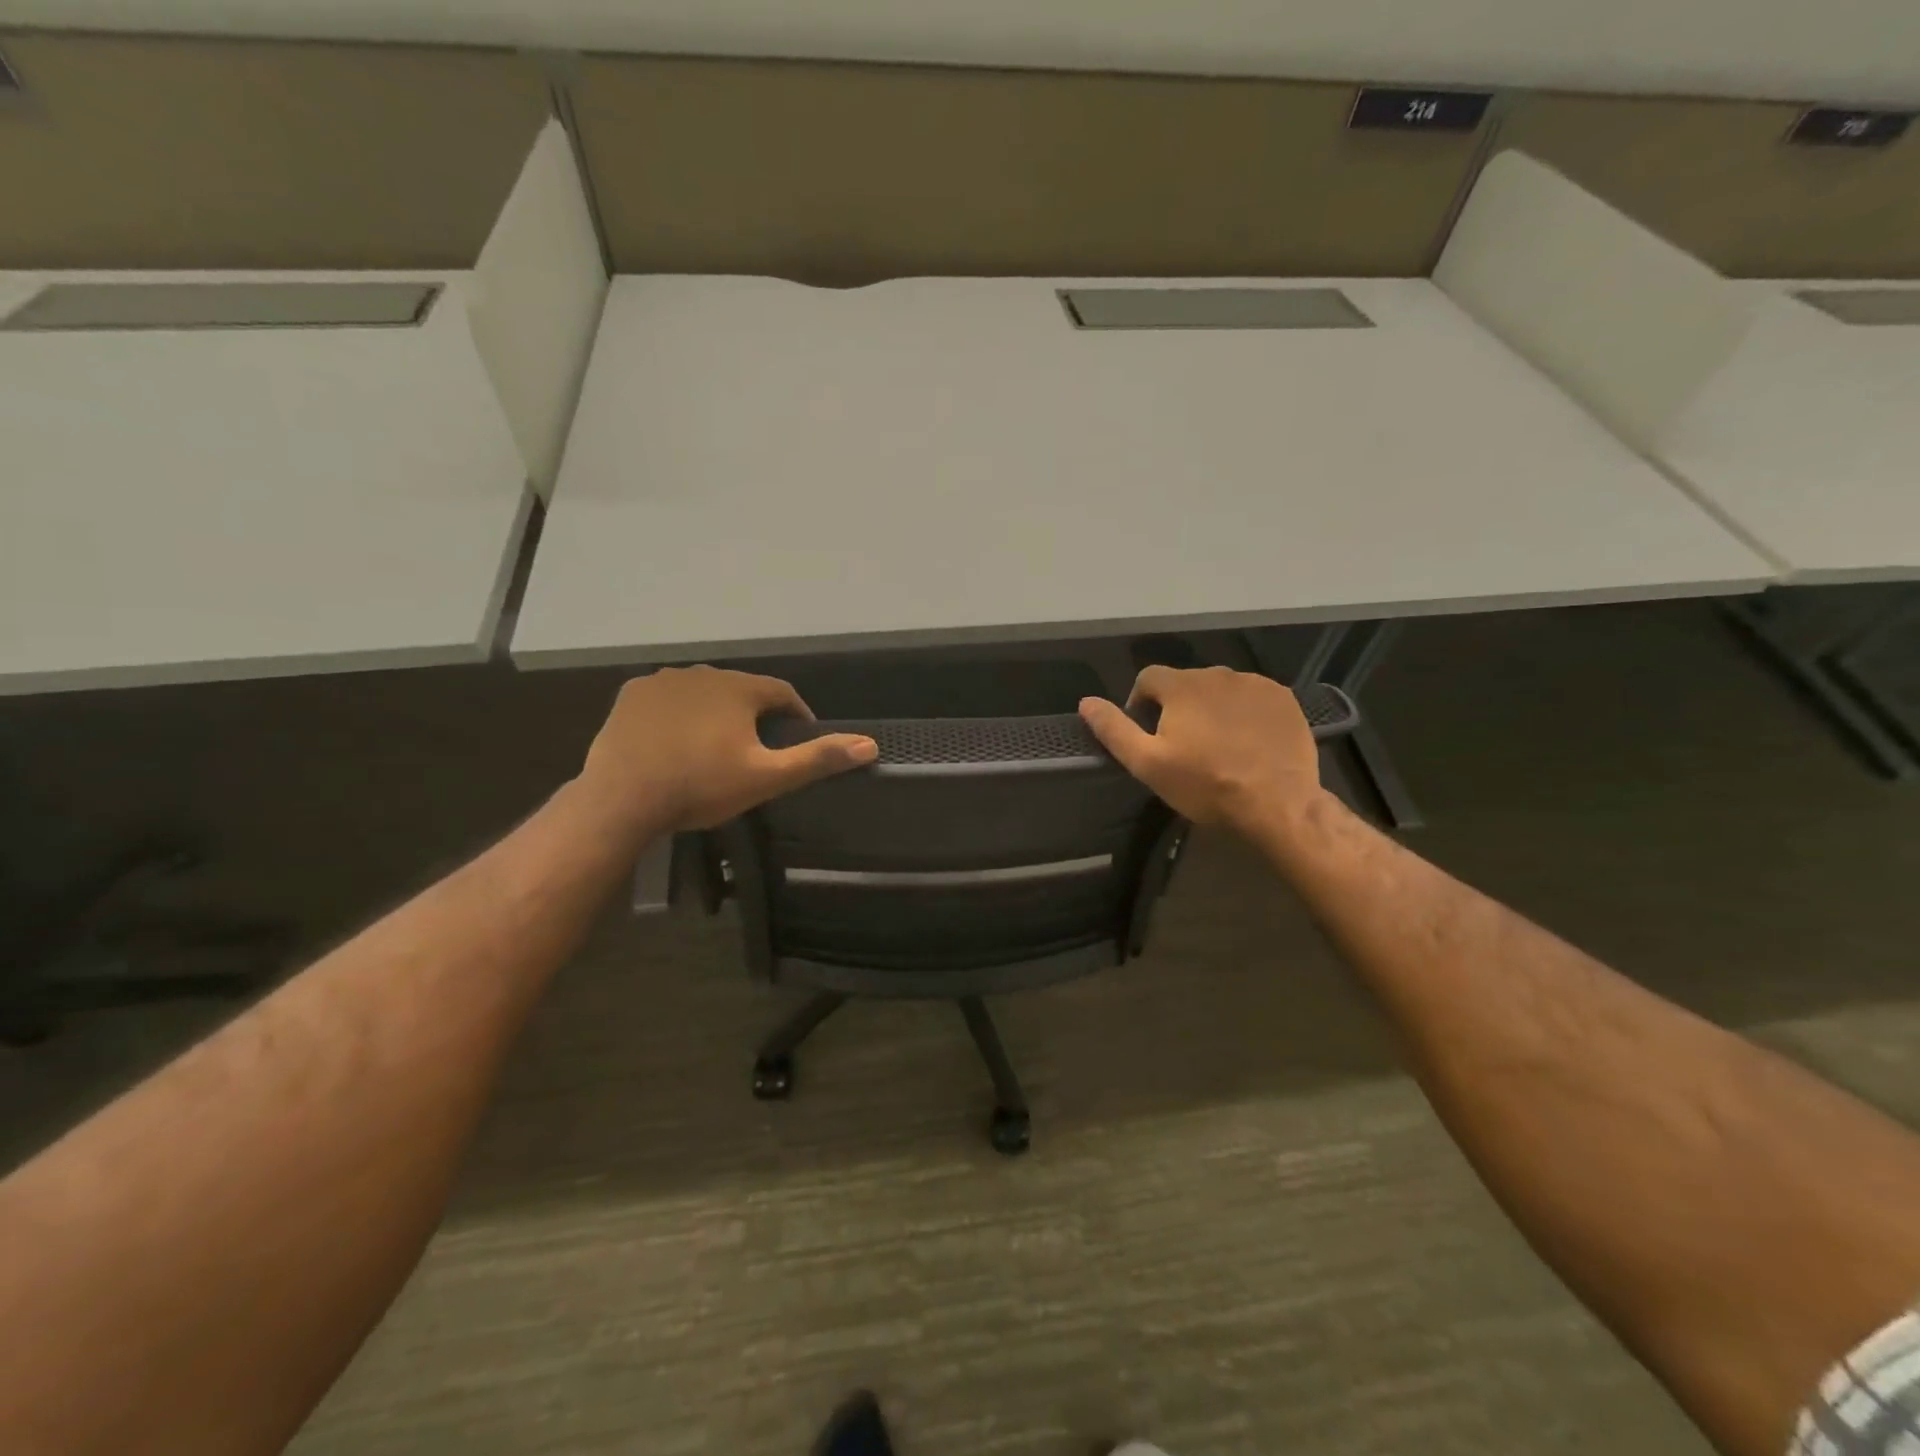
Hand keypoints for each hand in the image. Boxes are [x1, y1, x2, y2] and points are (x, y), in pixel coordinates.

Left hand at [576, 666, 876, 835]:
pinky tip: (674, 740)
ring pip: (703, 692)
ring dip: (715, 712)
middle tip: (754, 751)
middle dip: (753, 715)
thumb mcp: (767, 778)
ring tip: (714, 747)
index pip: (782, 692)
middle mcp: (703, 672)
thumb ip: (817, 758)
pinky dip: (678, 713)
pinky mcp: (631, 694)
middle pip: (741, 691)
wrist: (622, 799)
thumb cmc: (701, 786)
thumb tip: (870, 745)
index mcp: (739, 688)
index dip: (796, 714)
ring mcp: (663, 680)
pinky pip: (667, 698)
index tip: (797, 738)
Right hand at [1078, 666, 1323, 833]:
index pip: (1147, 678)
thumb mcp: (1147, 763)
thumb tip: (1086, 702)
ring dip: (1211, 708)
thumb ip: (1114, 729)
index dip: (1140, 703)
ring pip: (1220, 690)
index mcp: (1182, 685)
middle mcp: (1218, 673)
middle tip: (1183, 746)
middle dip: (1177, 707)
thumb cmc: (1205, 784)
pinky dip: (1243, 713)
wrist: (1277, 802)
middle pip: (1185, 683)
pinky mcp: (1283, 699)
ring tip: (1217, 744)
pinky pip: (1252, 698)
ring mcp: (1255, 684)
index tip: (1148, 734)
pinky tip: (1247, 742)